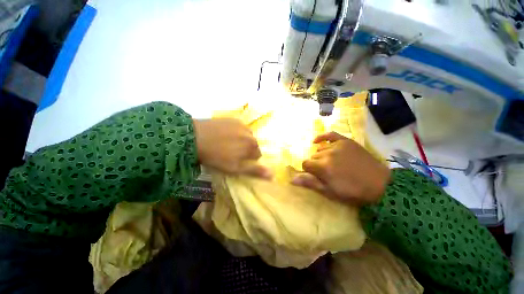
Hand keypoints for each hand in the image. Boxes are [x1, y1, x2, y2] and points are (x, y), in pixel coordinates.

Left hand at [193, 118, 271, 178]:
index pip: (258, 155)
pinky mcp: (232, 119)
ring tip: (228, 144)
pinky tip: (224, 135)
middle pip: (252, 144)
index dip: (249, 160)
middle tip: (232, 153)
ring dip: (241, 140)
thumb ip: (255, 171)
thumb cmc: (217, 157)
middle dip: (246, 150)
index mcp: (252, 145)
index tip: (238, 162)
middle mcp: (250, 133)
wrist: (195, 138)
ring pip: (246, 136)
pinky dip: (235, 132)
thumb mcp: (236, 168)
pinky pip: (239, 128)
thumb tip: (273, 175)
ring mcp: (241, 124)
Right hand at [292, 132, 389, 204]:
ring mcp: (337, 146)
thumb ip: (310, 183)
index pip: (305, 164)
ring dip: (322, 156)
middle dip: (316, 164)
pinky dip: (322, 137)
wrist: (379, 184)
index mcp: (323, 167)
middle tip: (327, 172)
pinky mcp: (346, 141)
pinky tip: (317, 141)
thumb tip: (292, 179)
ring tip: (332, 163)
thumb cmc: (352, 191)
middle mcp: (328, 154)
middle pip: (313, 157)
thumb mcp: (330, 191)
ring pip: (320, 149)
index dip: (308, 170)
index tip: (315, 175)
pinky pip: (330, 135)